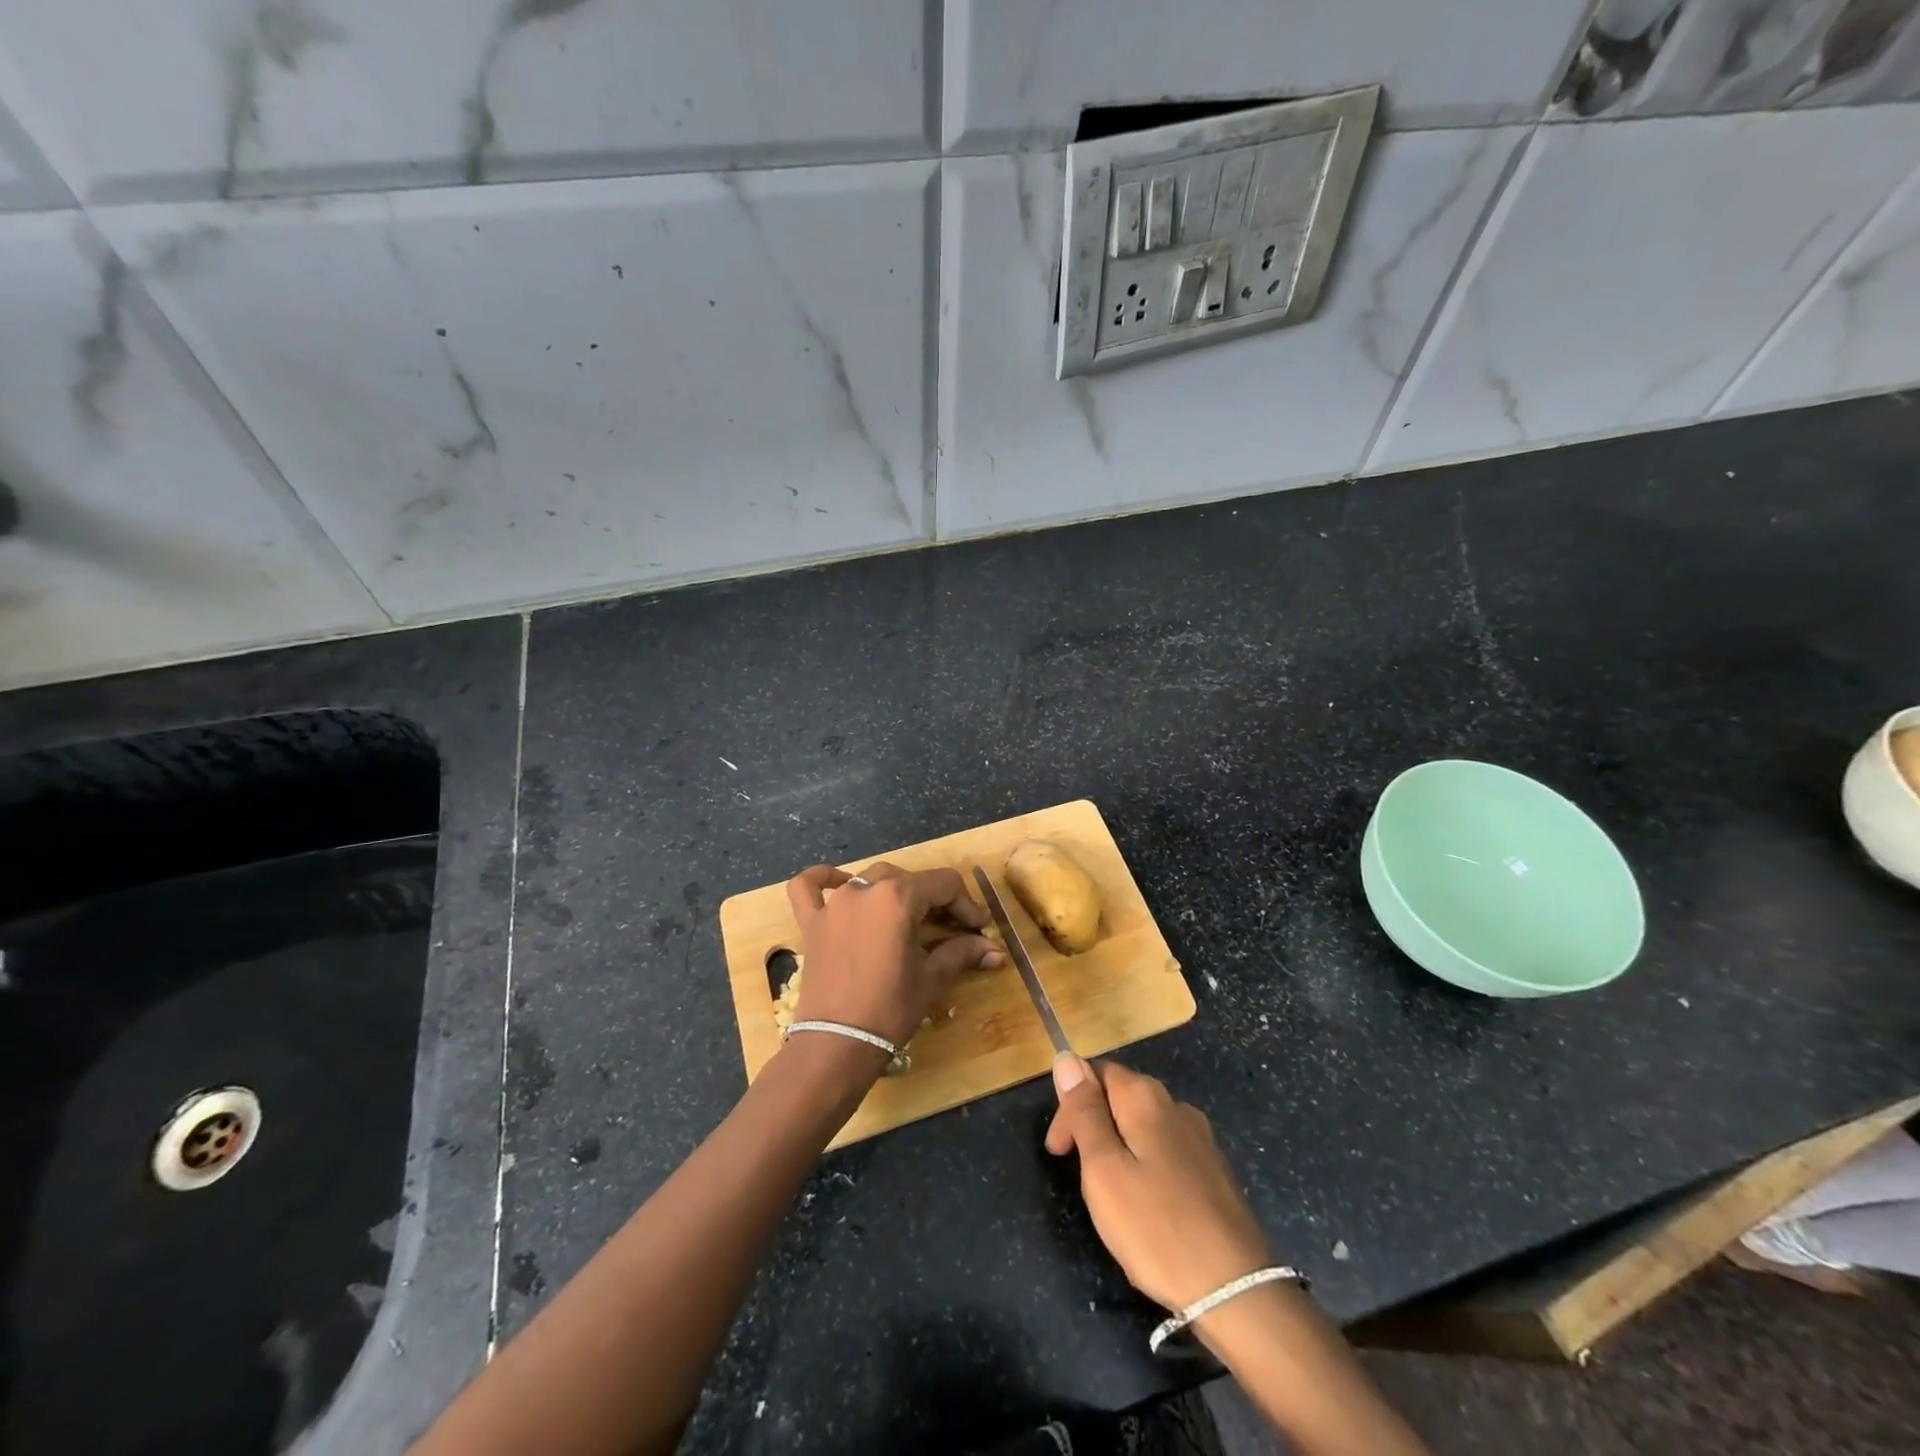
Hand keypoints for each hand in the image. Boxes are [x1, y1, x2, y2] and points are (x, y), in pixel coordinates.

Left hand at [785, 862, 1003, 1048]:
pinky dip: (823, 878)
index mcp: (897, 897)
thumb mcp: (932, 978)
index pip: (944, 884)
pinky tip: (838, 881)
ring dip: (895, 890)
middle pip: (910, 879)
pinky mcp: (811, 923)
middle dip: (935, 899)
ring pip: (871, 879)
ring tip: (910, 916)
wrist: (837, 1045)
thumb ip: (962, 953)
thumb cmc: (890, 1009)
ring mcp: (834, 904)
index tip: (978, 928)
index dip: (966, 904)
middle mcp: (864, 889)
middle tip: (952, 928)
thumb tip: (996, 951)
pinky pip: (808, 887)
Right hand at [1045, 1056, 1270, 1311]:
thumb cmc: (1157, 1228)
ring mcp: (1201, 1138)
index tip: (1059, 1151)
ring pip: (1145, 1125)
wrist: (1238, 1291)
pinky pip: (1167, 1151)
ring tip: (1110, 1194)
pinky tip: (1148, 1205)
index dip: (1070, 1104)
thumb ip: (1084, 1112)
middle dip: (1093, 1125)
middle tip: (1080, 1177)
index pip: (1095, 1073)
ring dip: (1119, 1146)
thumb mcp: (1104, 1169)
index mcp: (1145, 1097)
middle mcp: (1176, 1105)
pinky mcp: (1215, 1171)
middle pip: (1121, 1095)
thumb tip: (1066, 1059)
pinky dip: (1146, 1165)